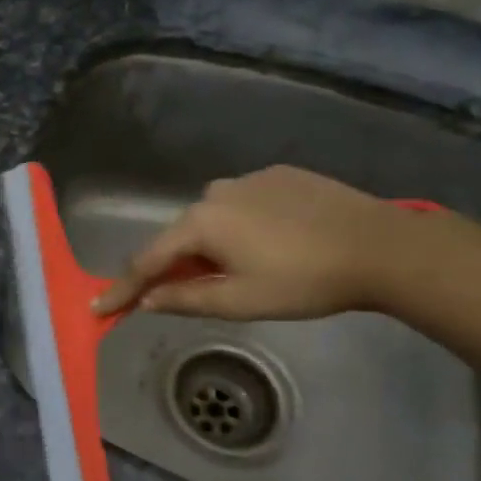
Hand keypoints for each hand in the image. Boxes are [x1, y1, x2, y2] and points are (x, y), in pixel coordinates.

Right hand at [93, 166, 416, 320]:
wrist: (381, 245)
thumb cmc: (304, 280)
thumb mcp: (241, 301)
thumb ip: (186, 299)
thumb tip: (146, 301)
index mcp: (200, 223)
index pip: (148, 260)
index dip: (123, 287)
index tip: (99, 306)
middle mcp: (214, 193)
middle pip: (180, 236)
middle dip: (175, 266)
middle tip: (183, 295)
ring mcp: (248, 179)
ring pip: (213, 219)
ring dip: (212, 245)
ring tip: (242, 270)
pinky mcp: (280, 174)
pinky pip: (244, 205)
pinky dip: (242, 226)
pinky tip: (273, 243)